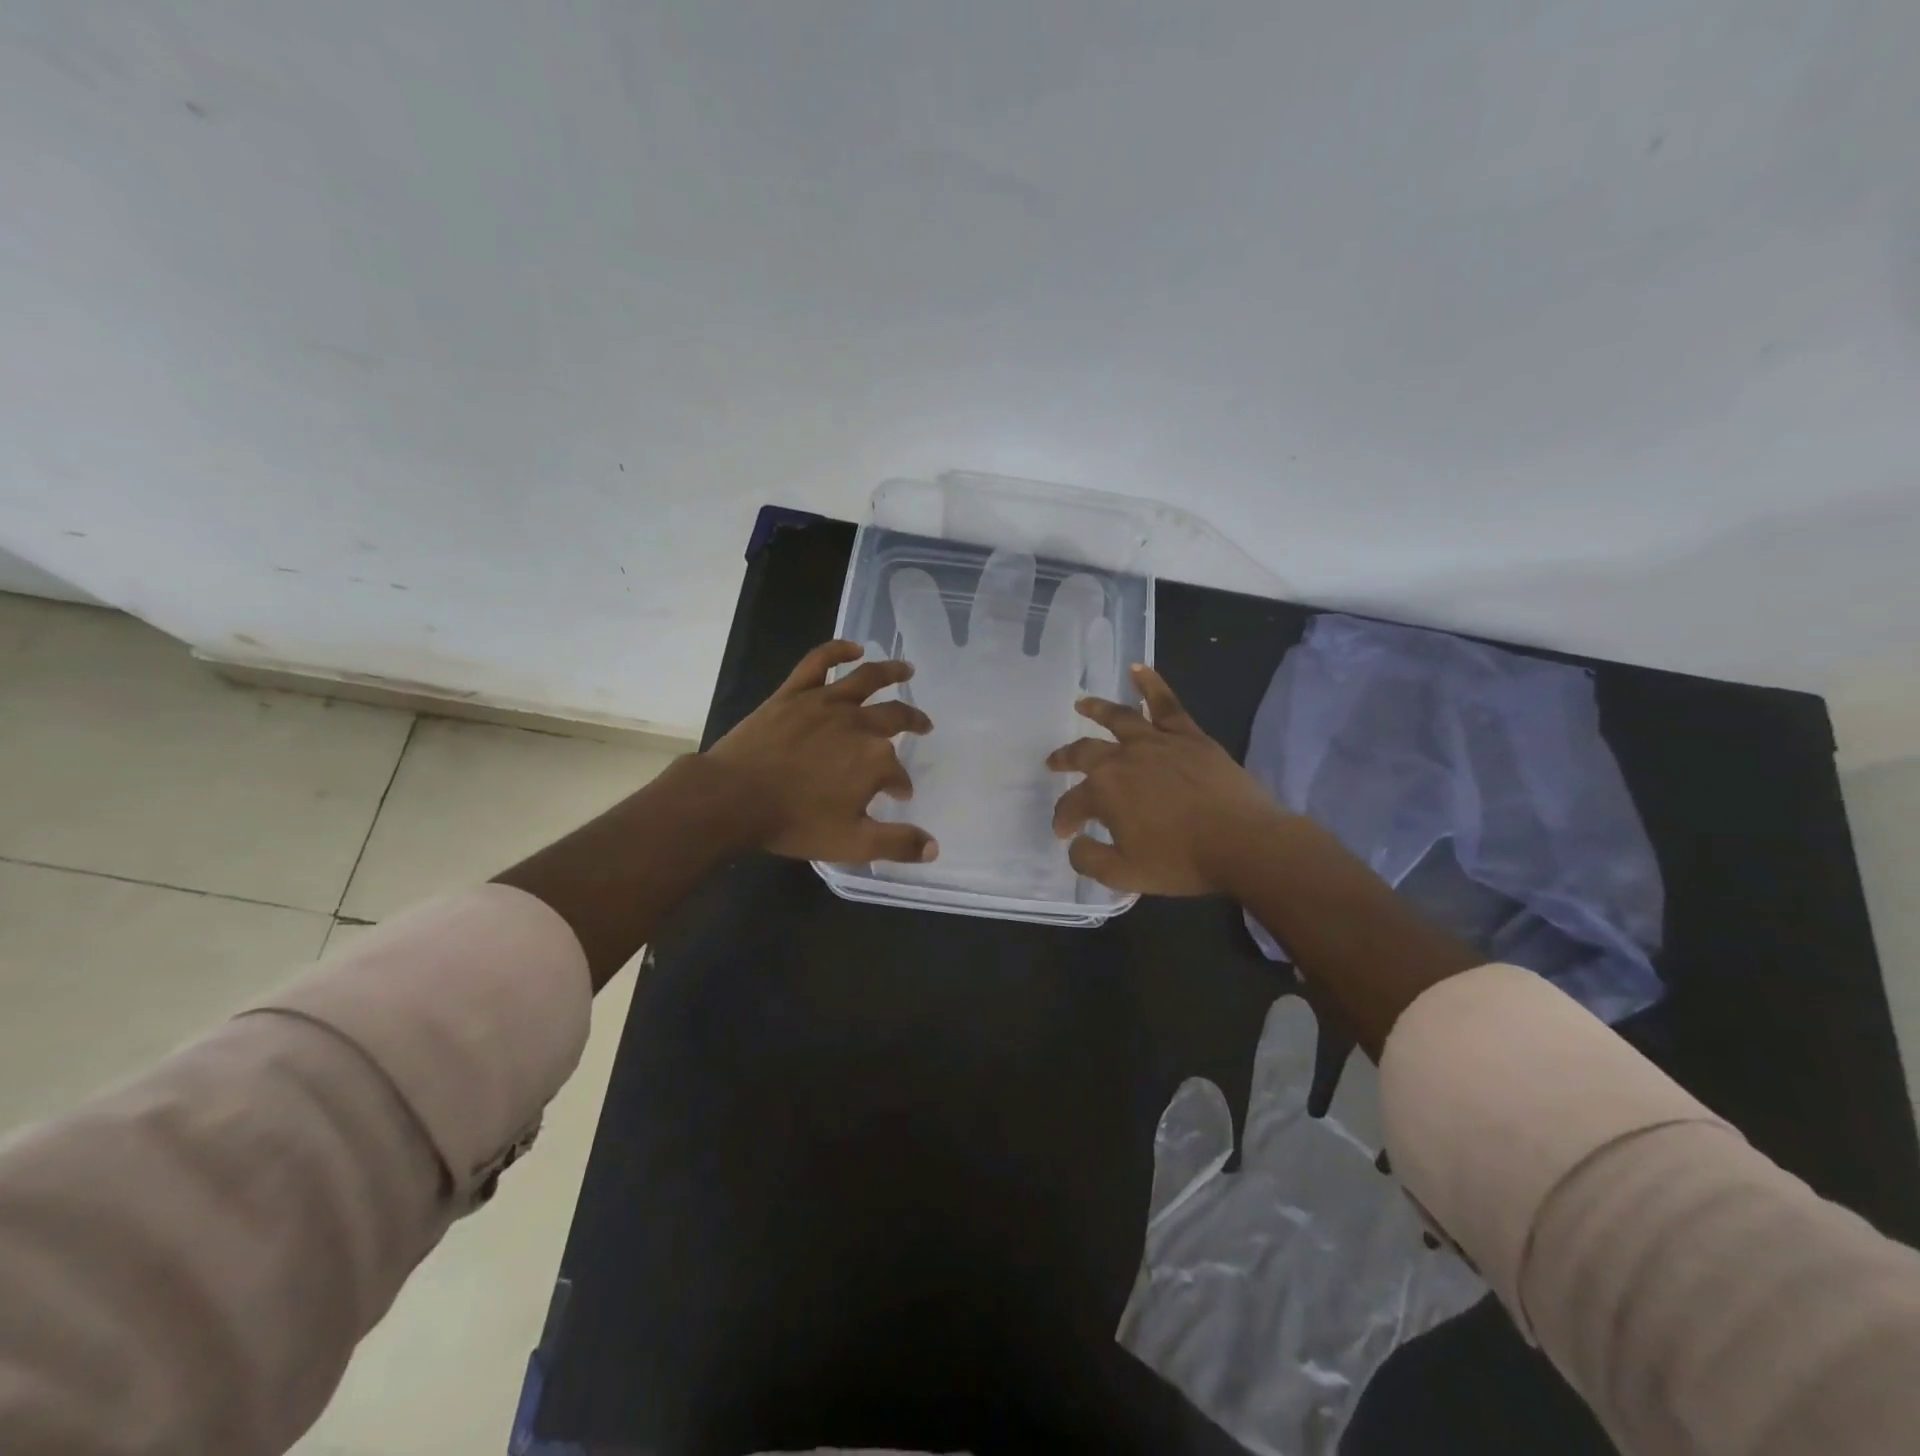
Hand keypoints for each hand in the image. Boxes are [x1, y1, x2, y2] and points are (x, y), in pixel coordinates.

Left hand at [707, 640, 938, 863]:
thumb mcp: (852, 844)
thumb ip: (896, 843)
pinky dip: (839, 650)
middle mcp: (857, 724)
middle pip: (895, 717)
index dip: (900, 784)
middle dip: (913, 722)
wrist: (734, 798)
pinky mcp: (794, 693)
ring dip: (892, 672)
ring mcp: (824, 703)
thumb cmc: (795, 822)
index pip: (897, 772)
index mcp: (874, 759)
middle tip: (924, 726)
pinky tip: (854, 648)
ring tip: (907, 669)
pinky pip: (819, 662)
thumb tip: (933, 848)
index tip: (897, 794)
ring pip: (866, 679)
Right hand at [1047, 664, 1286, 895]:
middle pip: (1084, 753)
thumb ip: (1090, 860)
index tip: (1065, 833)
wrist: (1244, 843)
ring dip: (1096, 709)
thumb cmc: (1182, 861)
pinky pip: (1166, 704)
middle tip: (1054, 763)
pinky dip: (1150, 683)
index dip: (1064, 818)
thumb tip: (1075, 845)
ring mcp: (1157, 742)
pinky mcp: (1189, 736)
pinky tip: (1138, 668)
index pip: (1072, 803)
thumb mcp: (1125, 874)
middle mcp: (1123, 759)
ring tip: (1082, 703)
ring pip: (1119, 717)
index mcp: (1105, 792)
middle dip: (1065, 758)